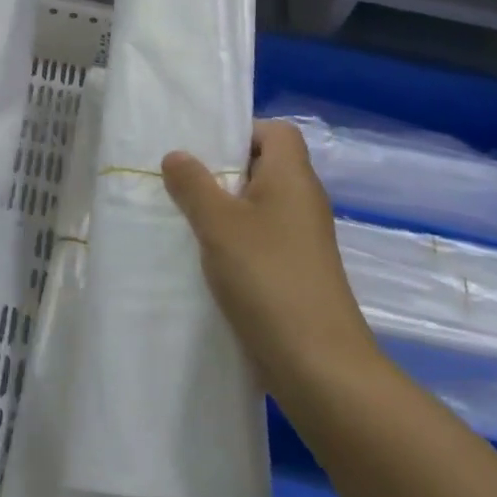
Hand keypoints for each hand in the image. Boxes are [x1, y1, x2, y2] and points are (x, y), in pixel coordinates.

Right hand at [163, 119, 379, 391]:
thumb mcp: (219, 224)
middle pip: (264, 166)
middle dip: (222, 170)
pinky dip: (235, 240)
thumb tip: (176, 155)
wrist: (319, 366)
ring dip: (224, 208)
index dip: (242, 131)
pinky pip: (262, 238)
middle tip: (181, 179)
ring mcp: (303, 240)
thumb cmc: (268, 278)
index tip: (203, 148)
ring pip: (259, 205)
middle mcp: (303, 201)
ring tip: (184, 216)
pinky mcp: (297, 272)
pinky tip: (204, 256)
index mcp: (293, 177)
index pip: (276, 131)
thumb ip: (193, 184)